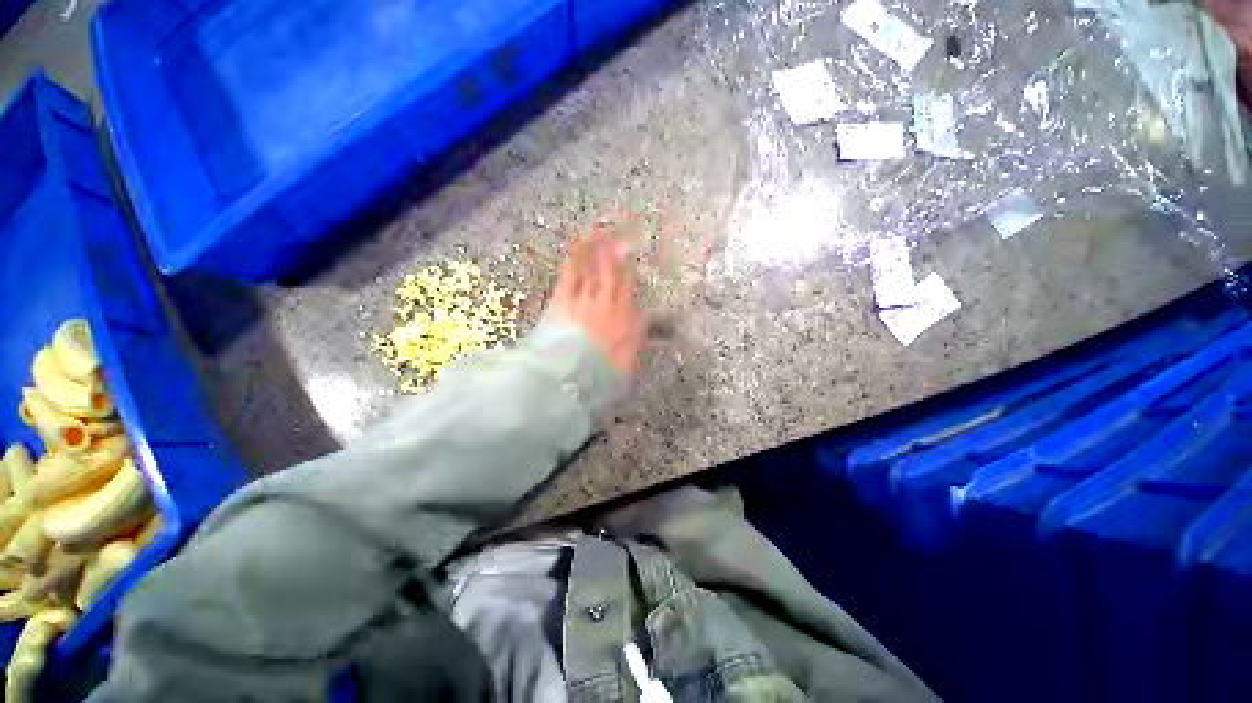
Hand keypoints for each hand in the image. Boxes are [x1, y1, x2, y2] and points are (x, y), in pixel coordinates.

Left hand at [548, 229, 645, 377]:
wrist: (569, 379)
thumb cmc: (600, 377)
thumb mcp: (626, 365)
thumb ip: (633, 341)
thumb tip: (639, 322)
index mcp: (626, 323)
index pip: (628, 292)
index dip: (628, 275)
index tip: (628, 263)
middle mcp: (609, 306)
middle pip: (613, 275)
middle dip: (616, 255)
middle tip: (618, 238)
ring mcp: (585, 300)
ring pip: (594, 269)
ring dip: (597, 251)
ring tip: (600, 234)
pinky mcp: (562, 300)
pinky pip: (571, 274)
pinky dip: (575, 259)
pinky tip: (576, 249)